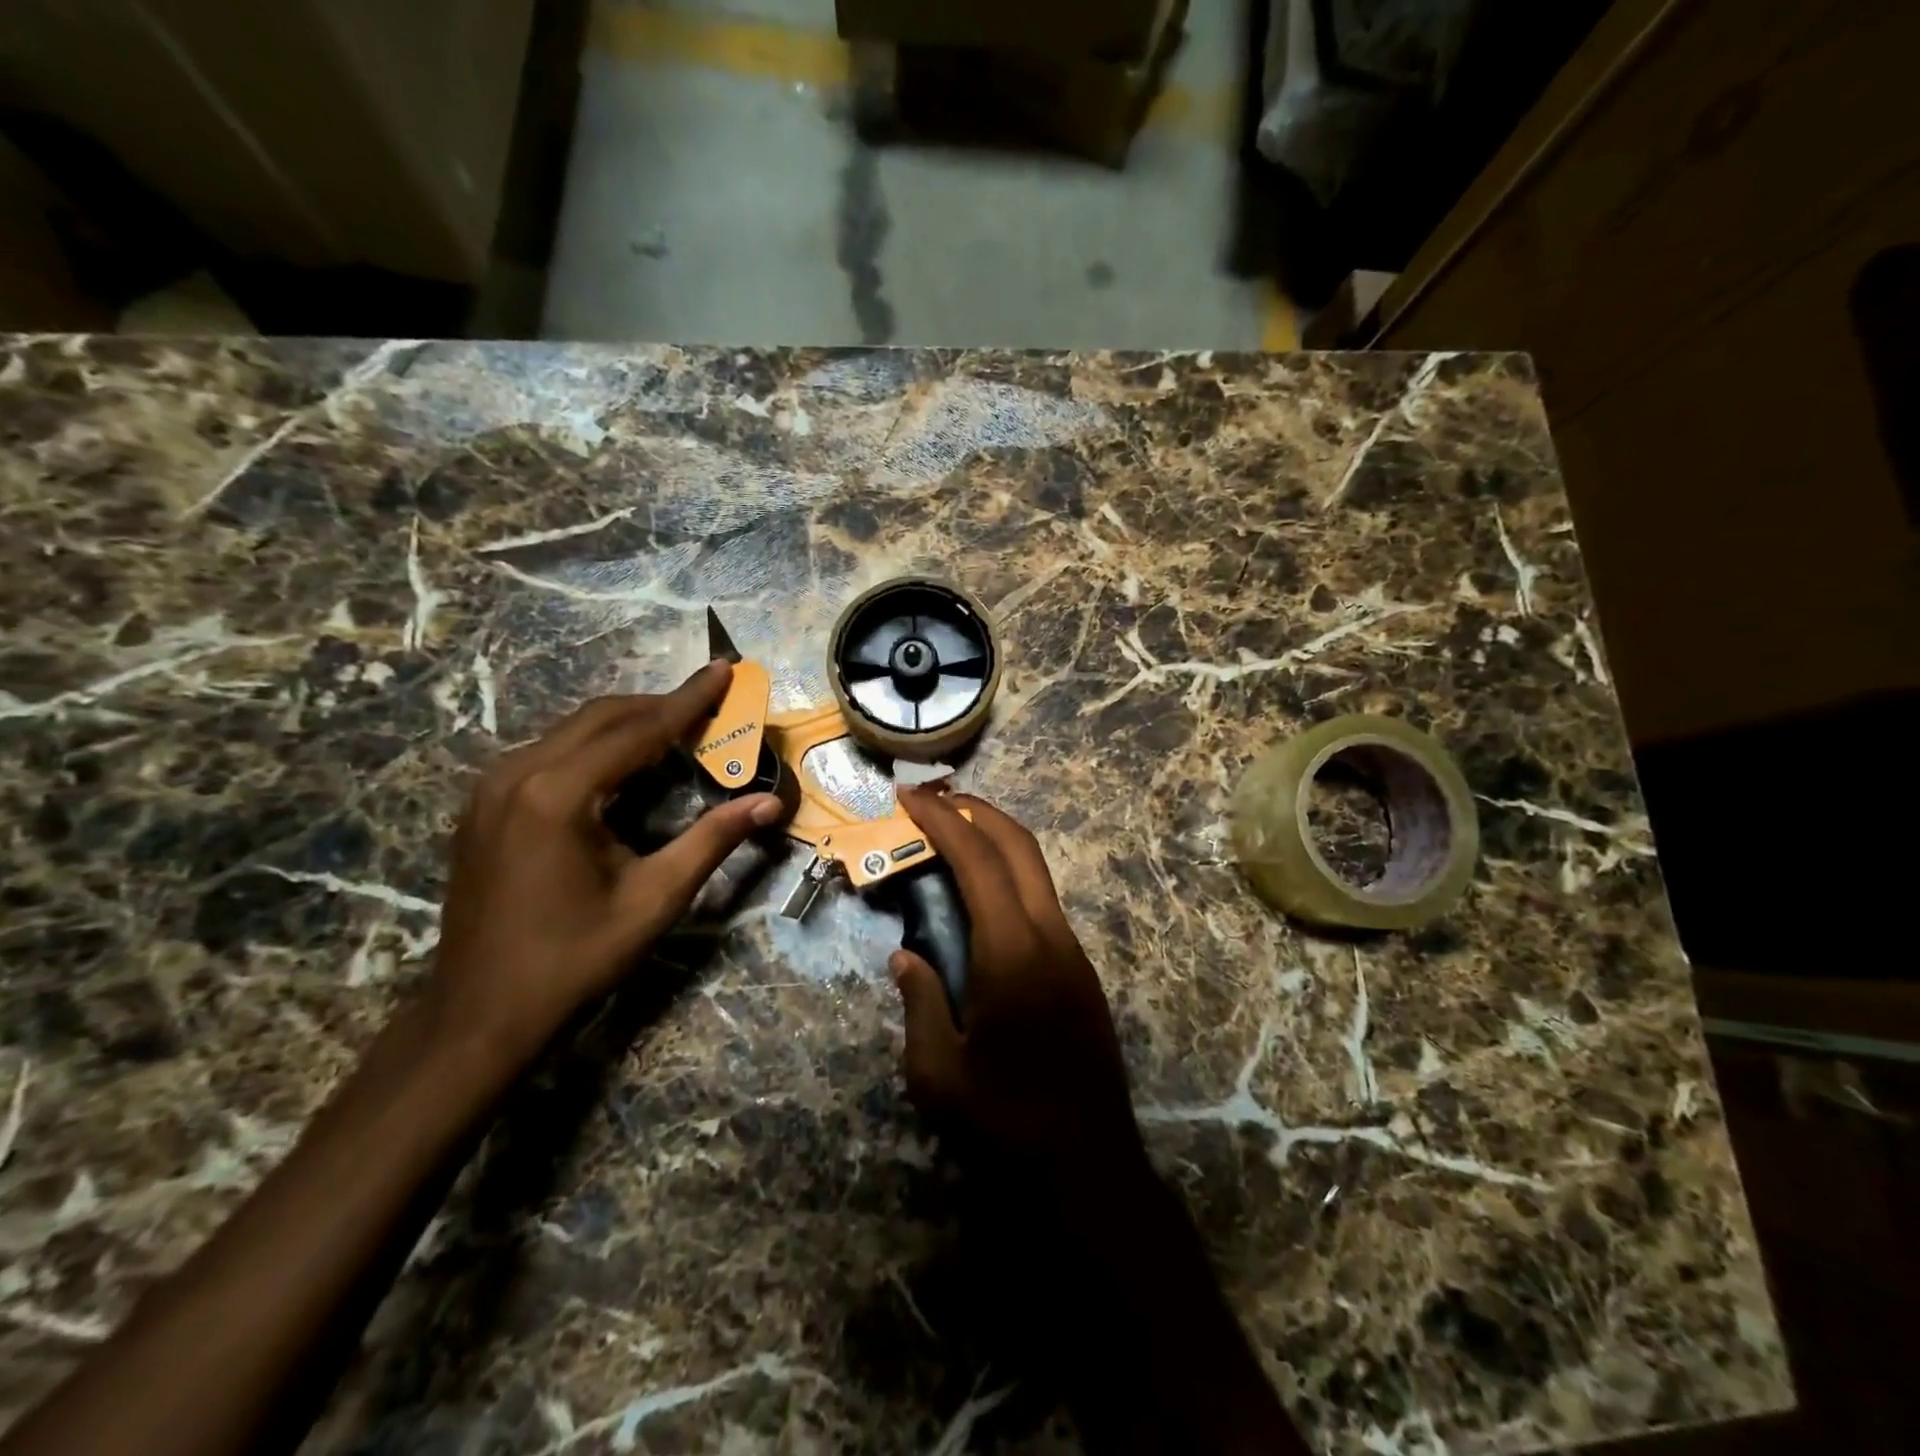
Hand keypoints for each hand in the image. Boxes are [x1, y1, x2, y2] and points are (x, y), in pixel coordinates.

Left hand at [428, 661, 783, 1064]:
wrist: (481, 1013)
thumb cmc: (575, 958)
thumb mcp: (655, 899)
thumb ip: (713, 840)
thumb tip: (770, 804)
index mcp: (559, 794)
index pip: (638, 729)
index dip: (689, 700)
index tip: (725, 668)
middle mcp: (518, 775)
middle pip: (602, 716)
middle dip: (660, 704)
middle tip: (711, 699)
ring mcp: (492, 788)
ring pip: (572, 729)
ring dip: (628, 722)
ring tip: (677, 726)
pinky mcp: (484, 805)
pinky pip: (549, 752)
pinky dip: (596, 745)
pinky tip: (623, 762)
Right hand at [890, 788, 1146, 1182]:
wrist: (1088, 1164)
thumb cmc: (1005, 1122)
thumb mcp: (937, 1072)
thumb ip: (918, 1002)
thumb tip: (906, 957)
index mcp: (1012, 951)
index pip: (977, 861)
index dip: (942, 820)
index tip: (910, 797)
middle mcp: (1050, 935)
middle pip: (1018, 846)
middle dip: (976, 810)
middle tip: (934, 798)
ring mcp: (1072, 951)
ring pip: (1036, 870)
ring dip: (997, 840)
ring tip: (954, 837)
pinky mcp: (1081, 969)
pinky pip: (1042, 900)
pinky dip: (1010, 875)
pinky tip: (983, 896)